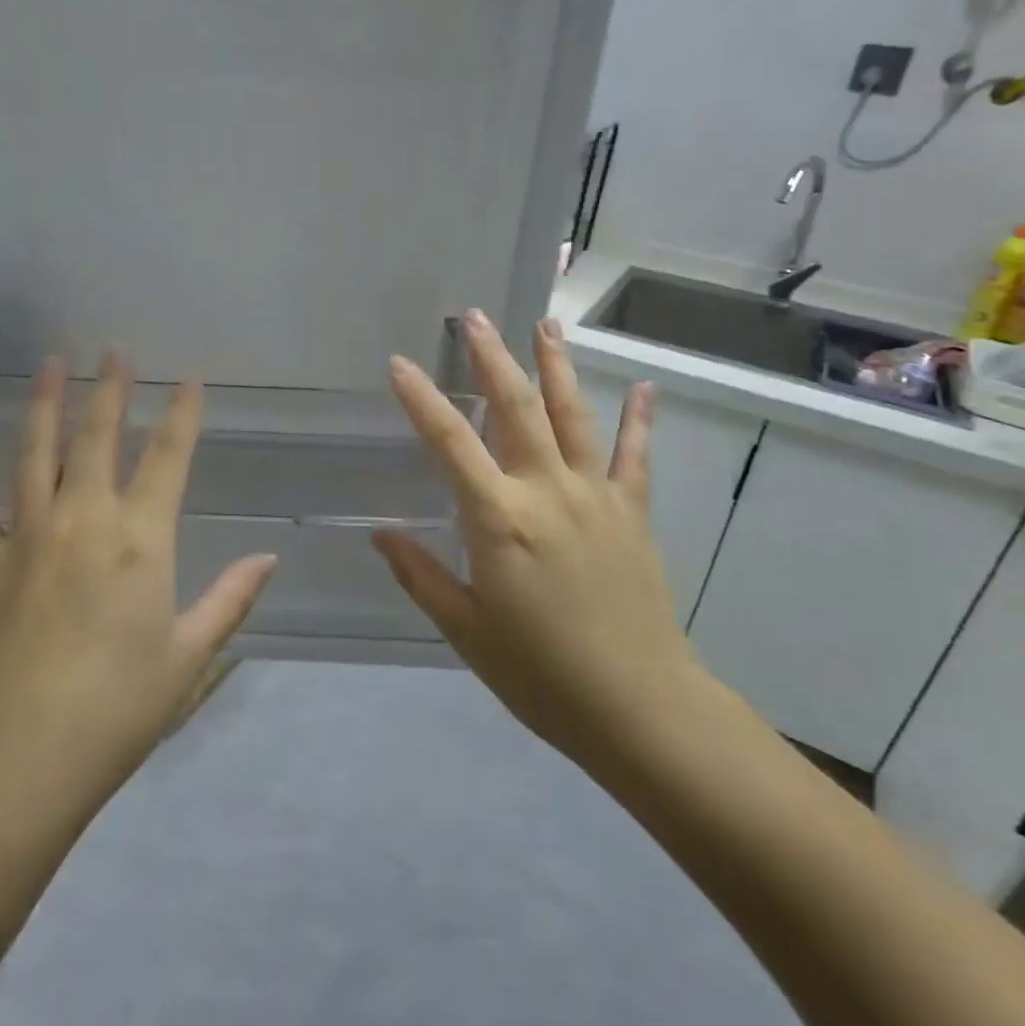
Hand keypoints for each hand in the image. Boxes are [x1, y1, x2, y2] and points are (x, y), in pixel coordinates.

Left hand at [0, 355, 277, 821]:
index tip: (189, 380)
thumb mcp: (189, 659)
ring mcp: (25, 540)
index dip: (182, 415)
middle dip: (110, 391)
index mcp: (139, 542)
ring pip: (35, 456)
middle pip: (98, 440)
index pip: (168, 459)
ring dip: (46, 406)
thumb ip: (230, 600)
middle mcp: (82, 523)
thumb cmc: (116, 714)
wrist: (15, 770)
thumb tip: (268, 558)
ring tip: (51, 363)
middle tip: (113, 349)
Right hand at [373, 310, 696, 778]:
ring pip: (573, 416)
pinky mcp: (632, 513)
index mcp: (499, 521)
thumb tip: (381, 533)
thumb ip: (421, 575)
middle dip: (492, 359)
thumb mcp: (466, 630)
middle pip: (517, 409)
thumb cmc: (540, 674)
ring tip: (547, 324)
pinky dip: (638, 420)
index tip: (399, 364)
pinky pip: (635, 457)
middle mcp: (547, 492)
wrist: (638, 708)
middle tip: (475, 317)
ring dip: (557, 367)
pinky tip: (643, 387)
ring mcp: (596, 497)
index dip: (421, 400)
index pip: (450, 444)